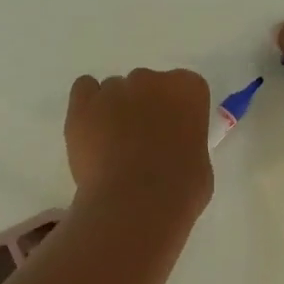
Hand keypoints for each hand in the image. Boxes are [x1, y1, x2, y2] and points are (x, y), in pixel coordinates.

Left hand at [64, 68, 213, 219]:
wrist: (135, 203)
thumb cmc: (180, 190)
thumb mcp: (200, 164)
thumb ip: (186, 143)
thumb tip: (172, 150)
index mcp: (188, 89)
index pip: (184, 88)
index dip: (176, 113)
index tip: (172, 136)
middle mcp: (151, 80)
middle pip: (146, 85)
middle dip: (144, 109)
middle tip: (141, 144)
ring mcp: (113, 89)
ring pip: (114, 91)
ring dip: (114, 111)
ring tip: (111, 148)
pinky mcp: (82, 104)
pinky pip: (84, 90)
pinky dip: (87, 106)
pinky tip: (90, 132)